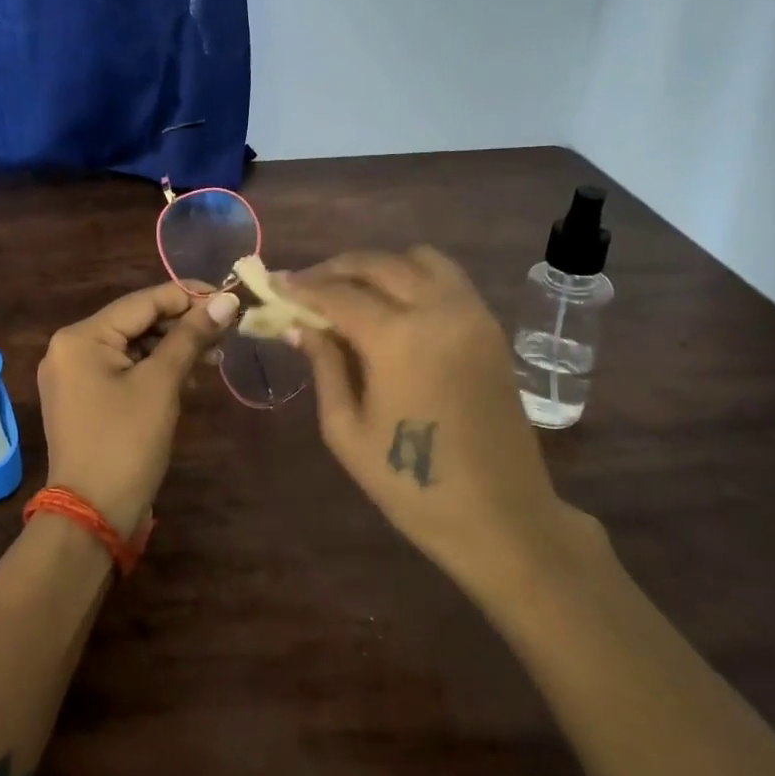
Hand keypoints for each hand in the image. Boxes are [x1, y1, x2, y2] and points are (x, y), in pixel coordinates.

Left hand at [37, 281, 239, 537]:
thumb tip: (226, 300)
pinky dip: (155, 370)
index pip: (143, 301)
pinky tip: (189, 378)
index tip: (229, 299)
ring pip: (133, 347)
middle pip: (137, 322)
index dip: (188, 296)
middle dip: (182, 326)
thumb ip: (191, 337)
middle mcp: (70, 348)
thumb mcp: (161, 384)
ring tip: (214, 355)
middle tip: (227, 332)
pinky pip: (124, 370)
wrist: (92, 515)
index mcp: (81, 337)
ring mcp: (74, 375)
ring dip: (173, 349)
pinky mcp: (85, 399)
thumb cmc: (126, 442)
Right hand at [287, 250, 596, 602]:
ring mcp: (471, 314)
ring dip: (378, 266)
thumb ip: (324, 366)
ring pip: (418, 259)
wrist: (501, 517)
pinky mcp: (490, 326)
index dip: (301, 287)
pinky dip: (413, 276)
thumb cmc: (412, 485)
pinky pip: (447, 278)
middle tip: (306, 285)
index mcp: (398, 339)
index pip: (339, 294)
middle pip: (378, 264)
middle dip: (335, 268)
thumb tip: (300, 326)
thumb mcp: (347, 431)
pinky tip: (392, 303)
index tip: (273, 282)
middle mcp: (438, 310)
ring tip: (351, 290)